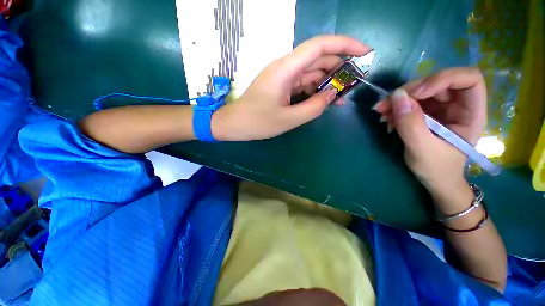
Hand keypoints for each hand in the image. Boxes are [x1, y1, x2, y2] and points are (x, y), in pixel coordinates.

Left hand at [211, 35, 370, 140]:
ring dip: (328, 82)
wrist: (235, 124)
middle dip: (339, 68)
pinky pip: (303, 84)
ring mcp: (283, 77)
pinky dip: (315, 91)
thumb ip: (314, 107)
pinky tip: (324, 100)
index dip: (344, 45)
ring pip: (311, 73)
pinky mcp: (281, 86)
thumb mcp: (289, 119)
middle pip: (318, 59)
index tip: (364, 53)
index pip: (319, 46)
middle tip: (355, 83)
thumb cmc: (257, 122)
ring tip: (342, 97)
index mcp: (285, 69)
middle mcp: (285, 67)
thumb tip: (332, 95)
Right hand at [374, 67, 486, 198]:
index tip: (416, 95)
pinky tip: (386, 118)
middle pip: (437, 83)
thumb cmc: (436, 168)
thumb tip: (397, 96)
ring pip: (420, 91)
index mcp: (471, 113)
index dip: (442, 79)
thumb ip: (411, 123)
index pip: (468, 79)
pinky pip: (410, 101)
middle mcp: (458, 105)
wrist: (434, 179)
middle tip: (385, 105)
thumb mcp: (422, 148)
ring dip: (397, 100)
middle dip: (409, 91)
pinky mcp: (427, 113)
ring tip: (381, 113)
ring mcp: (441, 108)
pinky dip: (395, 107)